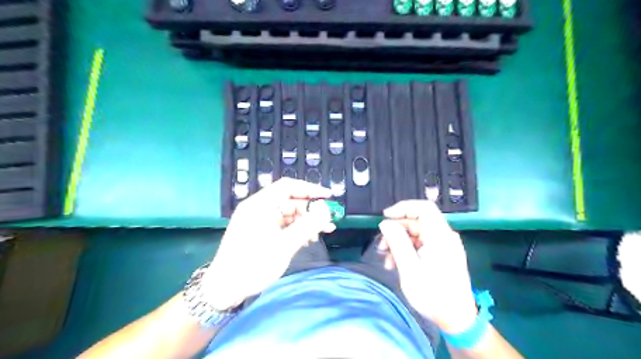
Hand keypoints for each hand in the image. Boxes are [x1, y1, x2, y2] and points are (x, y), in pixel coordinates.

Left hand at [204, 179, 335, 310]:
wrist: (225, 289)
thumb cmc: (253, 265)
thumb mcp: (284, 245)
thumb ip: (307, 226)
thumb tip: (327, 211)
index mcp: (260, 205)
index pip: (288, 186)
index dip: (310, 189)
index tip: (329, 197)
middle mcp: (259, 208)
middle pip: (290, 201)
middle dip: (310, 210)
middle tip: (328, 221)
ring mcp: (259, 220)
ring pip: (288, 214)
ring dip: (305, 221)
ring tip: (322, 233)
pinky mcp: (260, 232)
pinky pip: (282, 225)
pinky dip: (296, 229)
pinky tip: (308, 239)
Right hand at [376, 200, 477, 331]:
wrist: (456, 320)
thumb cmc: (433, 294)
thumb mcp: (410, 268)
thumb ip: (397, 242)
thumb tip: (385, 223)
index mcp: (440, 236)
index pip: (423, 208)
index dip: (403, 208)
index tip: (385, 217)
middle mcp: (444, 236)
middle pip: (416, 222)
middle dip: (396, 231)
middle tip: (381, 246)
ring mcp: (443, 246)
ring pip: (416, 234)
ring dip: (398, 243)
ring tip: (387, 260)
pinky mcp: (441, 255)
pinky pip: (421, 245)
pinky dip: (407, 251)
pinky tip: (396, 264)